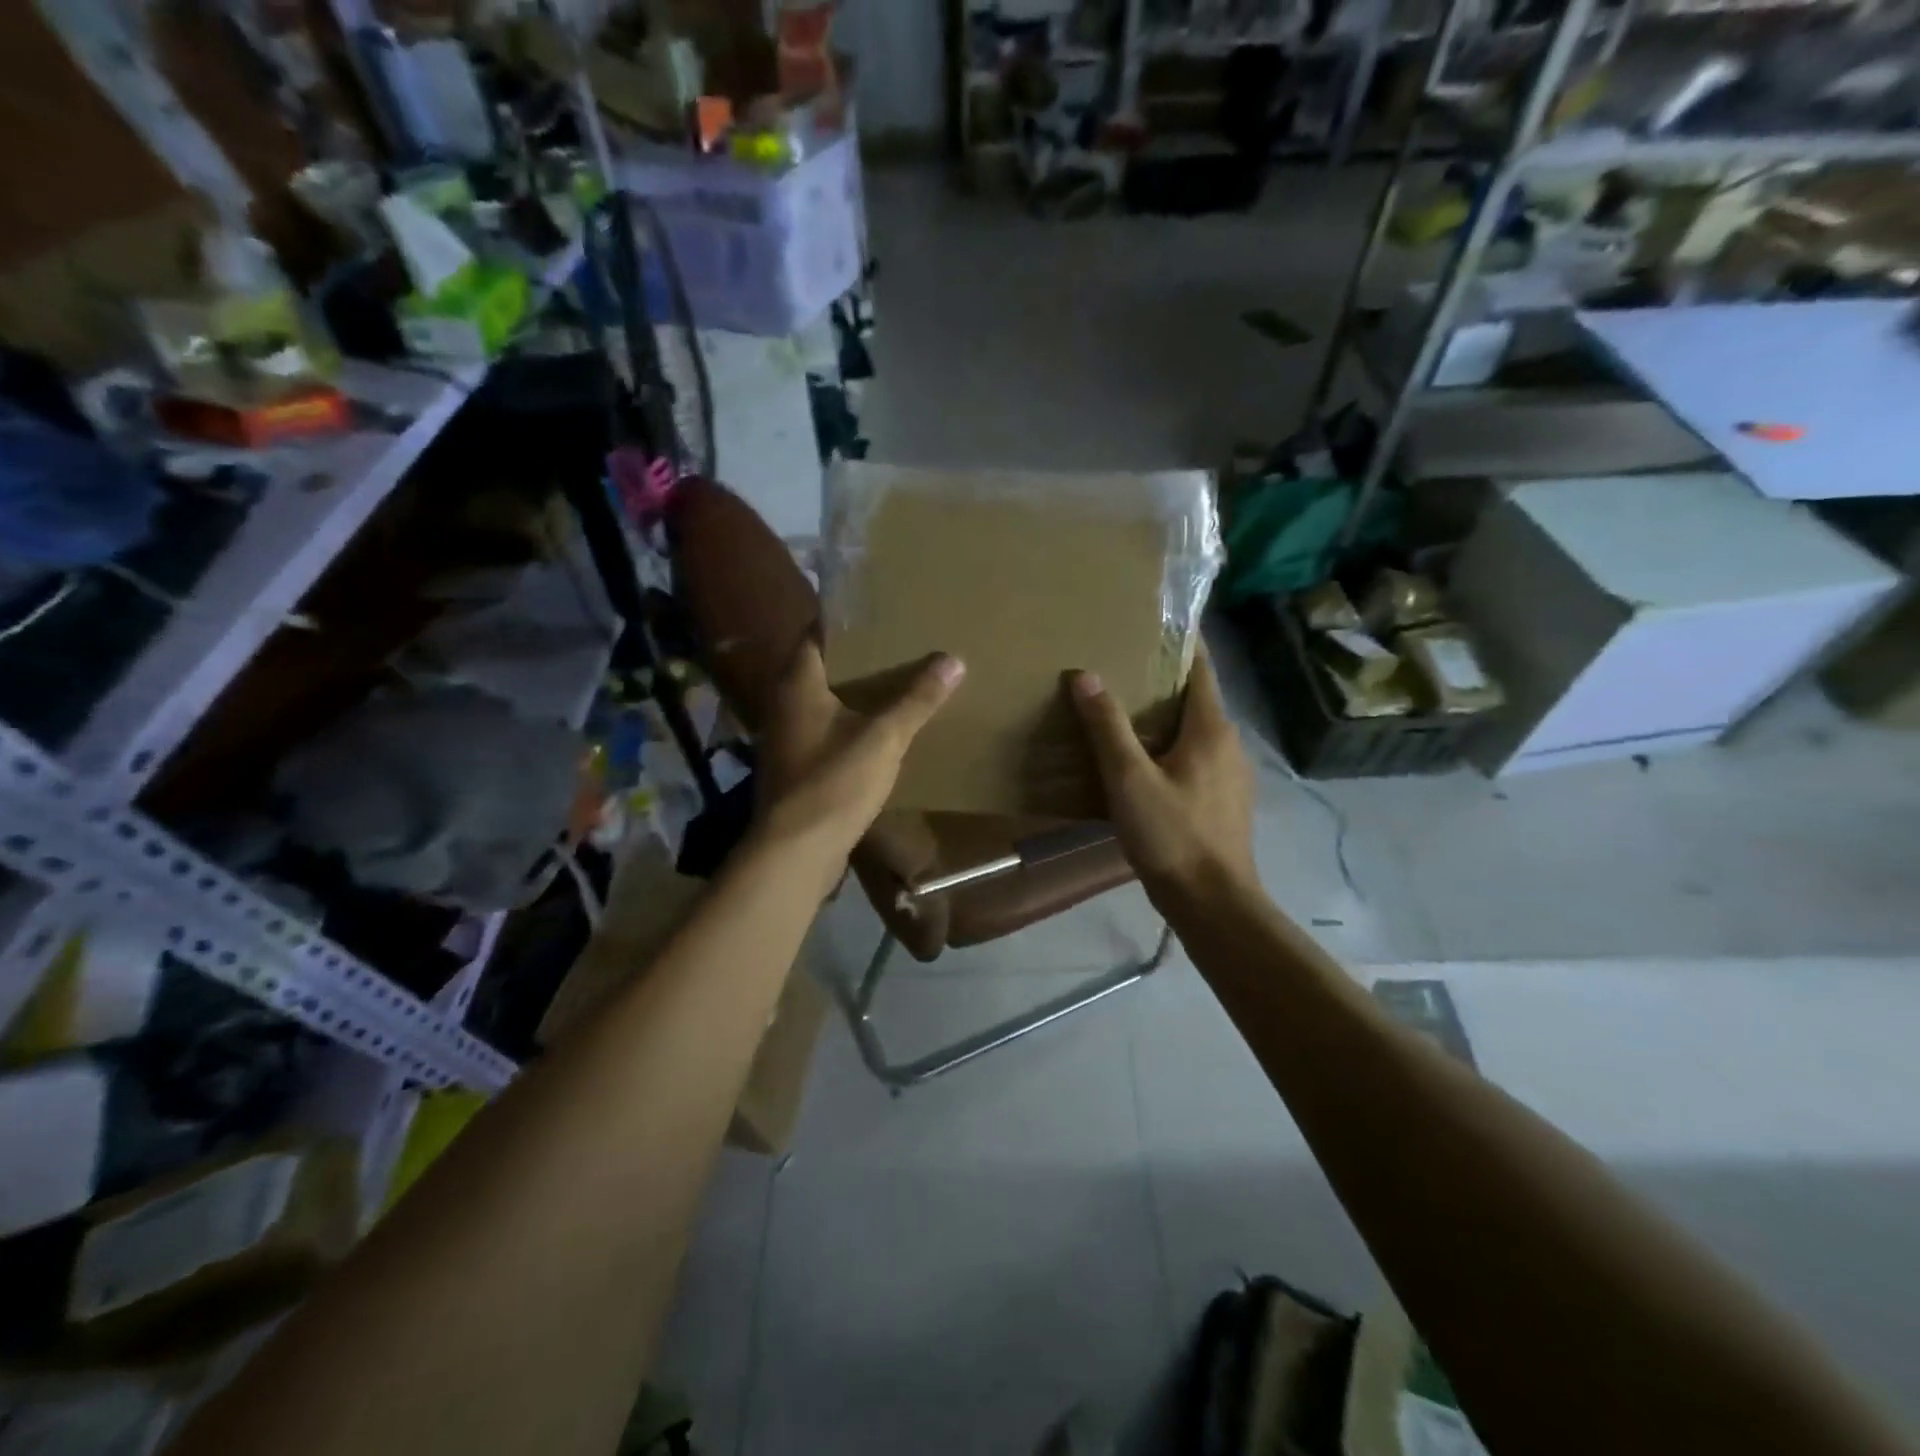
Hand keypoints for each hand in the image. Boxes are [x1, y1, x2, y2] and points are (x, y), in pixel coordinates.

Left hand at [755, 638, 963, 868]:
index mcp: (798, 684)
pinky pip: (825, 733)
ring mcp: (787, 739)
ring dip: (853, 694)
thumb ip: (917, 699)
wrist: (796, 851)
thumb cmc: (834, 782)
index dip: (844, 622)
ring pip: (822, 703)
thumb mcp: (884, 737)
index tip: (879, 613)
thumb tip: (953, 660)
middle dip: (856, 658)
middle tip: (897, 645)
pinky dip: (849, 725)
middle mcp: (784, 704)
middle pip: (820, 668)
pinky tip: (879, 731)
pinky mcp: (796, 768)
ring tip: (895, 683)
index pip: (816, 634)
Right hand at [1068, 651, 1255, 906]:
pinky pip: (1195, 759)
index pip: (1200, 667)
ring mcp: (1231, 775)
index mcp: (1211, 728)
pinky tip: (1141, 765)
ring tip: (1122, 714)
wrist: (1213, 903)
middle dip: (1161, 681)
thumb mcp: (1129, 779)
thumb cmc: (1172, 835)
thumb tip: (1084, 675)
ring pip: (1195, 732)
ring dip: (1164, 719)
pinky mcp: (1224, 801)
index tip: (1150, 624)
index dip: (1179, 642)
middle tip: (1118, 668)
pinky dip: (1170, 749)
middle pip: (1196, 698)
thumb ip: (1107, 727)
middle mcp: (1229, 743)